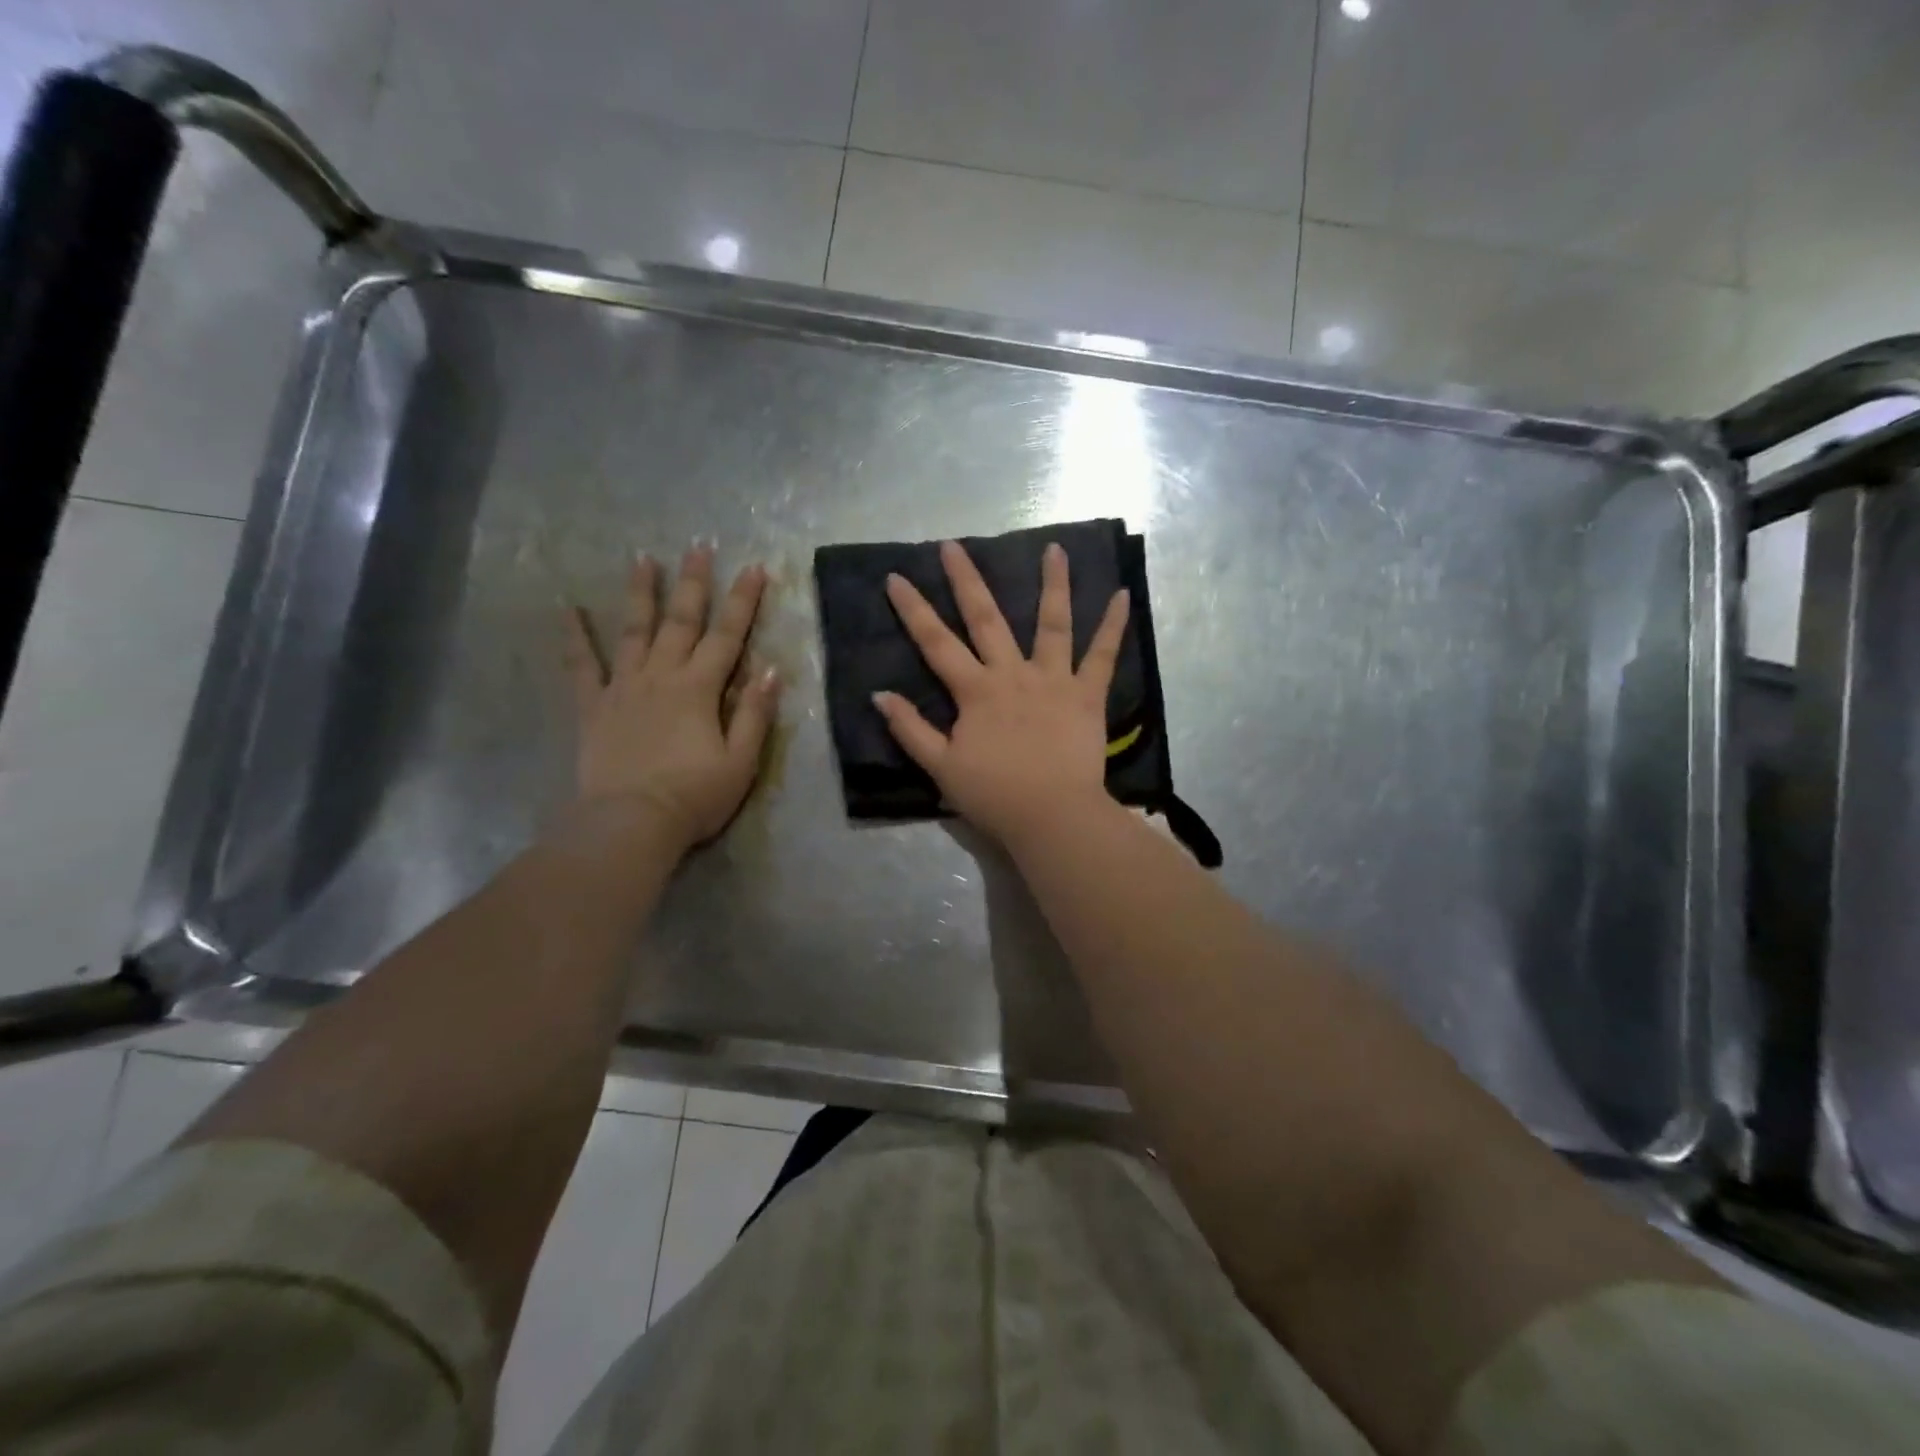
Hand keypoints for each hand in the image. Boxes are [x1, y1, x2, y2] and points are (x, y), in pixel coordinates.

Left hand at [564, 543, 780, 854]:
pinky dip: (576, 637)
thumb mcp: (741, 761)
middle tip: (699, 545)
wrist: (630, 823)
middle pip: (681, 621)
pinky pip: (582, 666)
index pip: (728, 636)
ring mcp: (623, 688)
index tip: (755, 568)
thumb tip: (771, 669)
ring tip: (643, 558)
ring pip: (634, 631)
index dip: (743, 601)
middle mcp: (662, 676)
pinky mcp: (594, 707)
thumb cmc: (694, 796)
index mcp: (700, 689)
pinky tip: (569, 610)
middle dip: (694, 582)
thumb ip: (755, 714)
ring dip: (641, 593)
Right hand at [875, 539, 1128, 844]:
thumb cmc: (994, 796)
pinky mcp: (1087, 694)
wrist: (1052, 816)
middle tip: (953, 545)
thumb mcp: (941, 768)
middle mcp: (1012, 674)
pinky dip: (1113, 625)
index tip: (896, 577)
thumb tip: (879, 695)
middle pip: (986, 618)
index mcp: (976, 691)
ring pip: (1052, 623)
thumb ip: (910, 729)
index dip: (913, 609)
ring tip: (1055, 548)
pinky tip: (1121, 594)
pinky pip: (1103, 655)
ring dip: (1053, 584)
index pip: (936, 642)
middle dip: (966, 580)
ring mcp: (1053, 680)